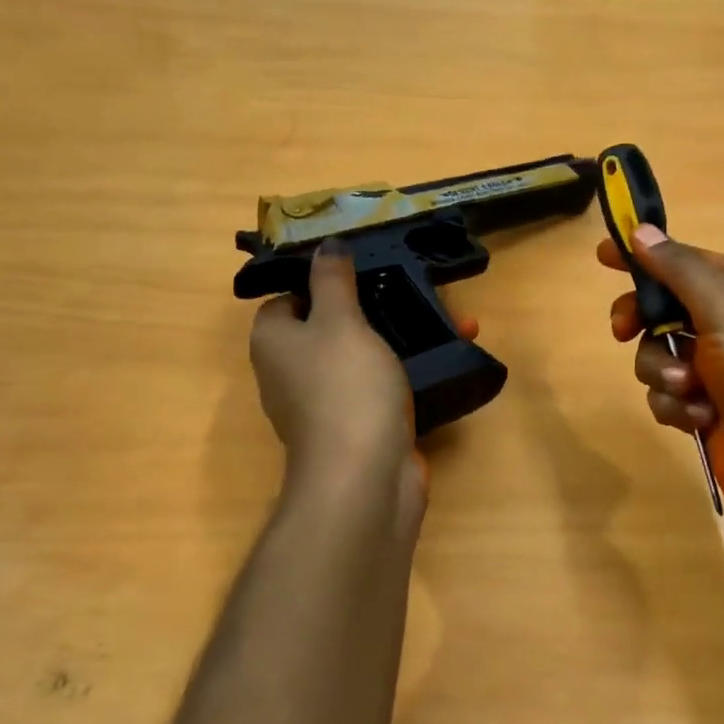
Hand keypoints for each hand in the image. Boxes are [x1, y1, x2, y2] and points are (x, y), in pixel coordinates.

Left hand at [249, 245, 477, 513]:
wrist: (364, 477)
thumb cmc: (345, 387)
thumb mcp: (340, 321)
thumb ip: (333, 281)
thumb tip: (324, 246)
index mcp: (275, 342)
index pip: (287, 299)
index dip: (320, 283)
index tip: (362, 272)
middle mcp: (291, 373)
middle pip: (330, 328)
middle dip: (373, 310)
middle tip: (412, 291)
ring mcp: (326, 405)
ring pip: (363, 358)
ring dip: (401, 340)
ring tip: (447, 320)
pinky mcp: (360, 427)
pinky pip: (383, 388)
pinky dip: (410, 374)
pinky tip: (448, 357)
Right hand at [601, 227, 723, 538]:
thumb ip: (680, 269)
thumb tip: (642, 231)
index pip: (688, 261)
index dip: (647, 256)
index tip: (603, 256)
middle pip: (666, 309)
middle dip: (644, 322)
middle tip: (622, 329)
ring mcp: (721, 372)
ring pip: (660, 355)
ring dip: (664, 371)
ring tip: (691, 390)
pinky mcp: (708, 411)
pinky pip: (668, 395)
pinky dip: (677, 405)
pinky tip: (700, 419)